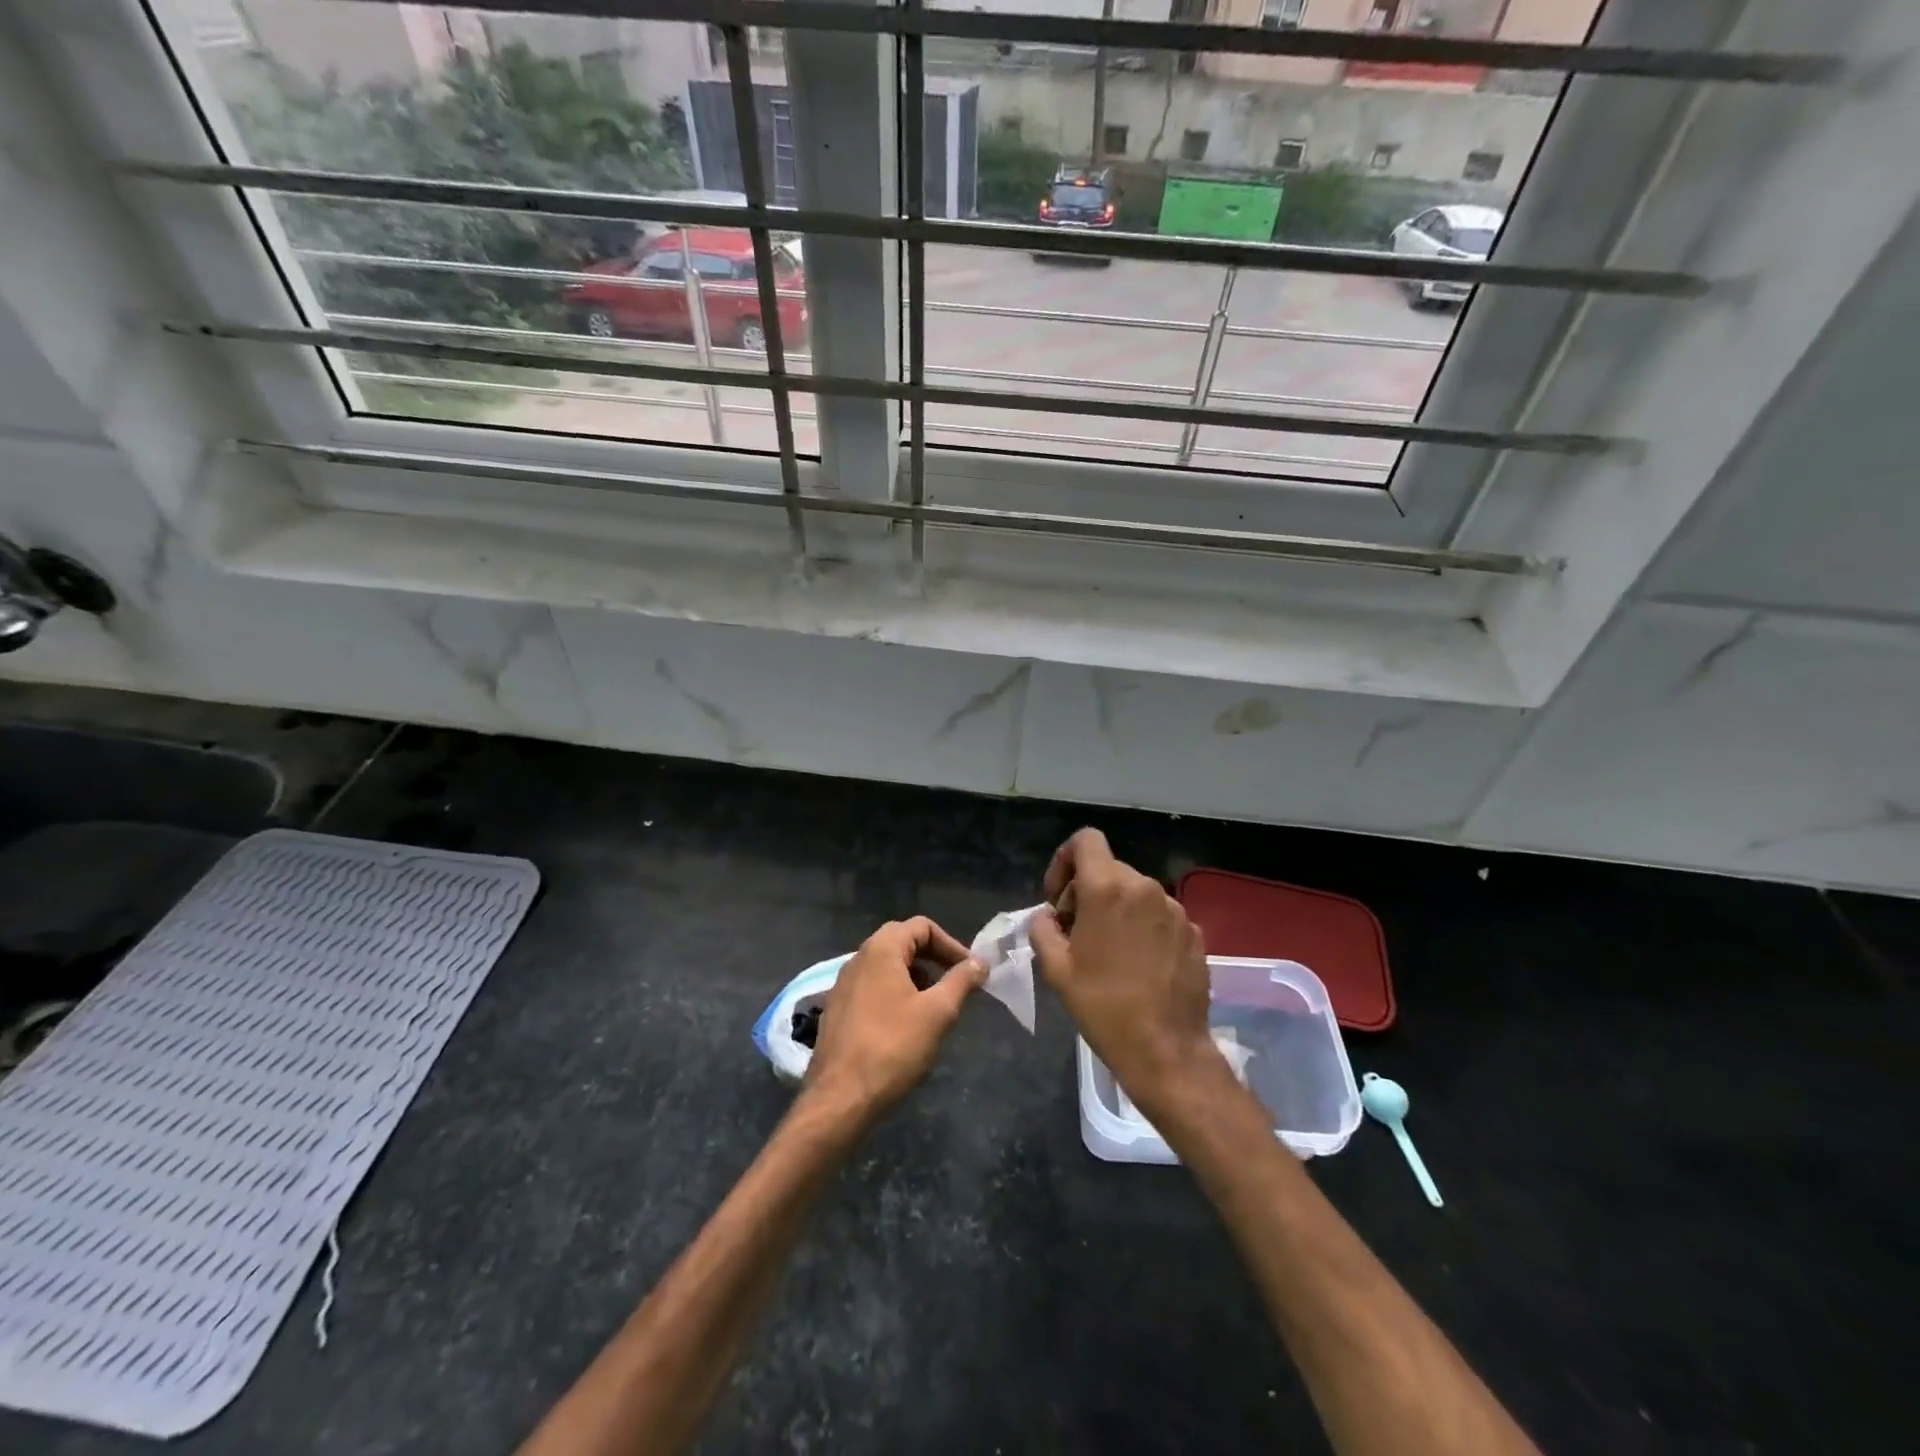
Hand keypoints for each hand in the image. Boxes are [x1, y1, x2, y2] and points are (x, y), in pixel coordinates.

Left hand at [803, 917, 984, 1122]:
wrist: (840, 1099)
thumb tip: (980, 962)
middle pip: (903, 942)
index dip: (951, 944)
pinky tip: (907, 1026)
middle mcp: (858, 959)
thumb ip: (961, 981)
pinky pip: (873, 988)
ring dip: (916, 978)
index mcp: (880, 950)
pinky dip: (896, 994)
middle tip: (955, 985)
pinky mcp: (838, 1010)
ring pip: (887, 967)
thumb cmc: (893, 1048)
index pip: (921, 926)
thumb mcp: (938, 1013)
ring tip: (936, 1008)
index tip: (970, 971)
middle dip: (934, 959)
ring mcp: (844, 985)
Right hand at [1030, 828, 1217, 1113]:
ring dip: (1115, 910)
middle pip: (1108, 869)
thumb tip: (1049, 917)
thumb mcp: (1055, 969)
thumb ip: (1043, 929)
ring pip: (1134, 893)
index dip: (1064, 861)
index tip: (1058, 899)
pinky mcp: (1193, 931)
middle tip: (1075, 933)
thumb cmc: (1103, 1007)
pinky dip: (1141, 927)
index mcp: (1108, 888)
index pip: (1086, 840)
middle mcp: (1145, 888)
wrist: (1166, 1049)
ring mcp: (1175, 909)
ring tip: (1107, 952)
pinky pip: (1158, 915)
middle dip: (1086, 892)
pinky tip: (1137, 964)